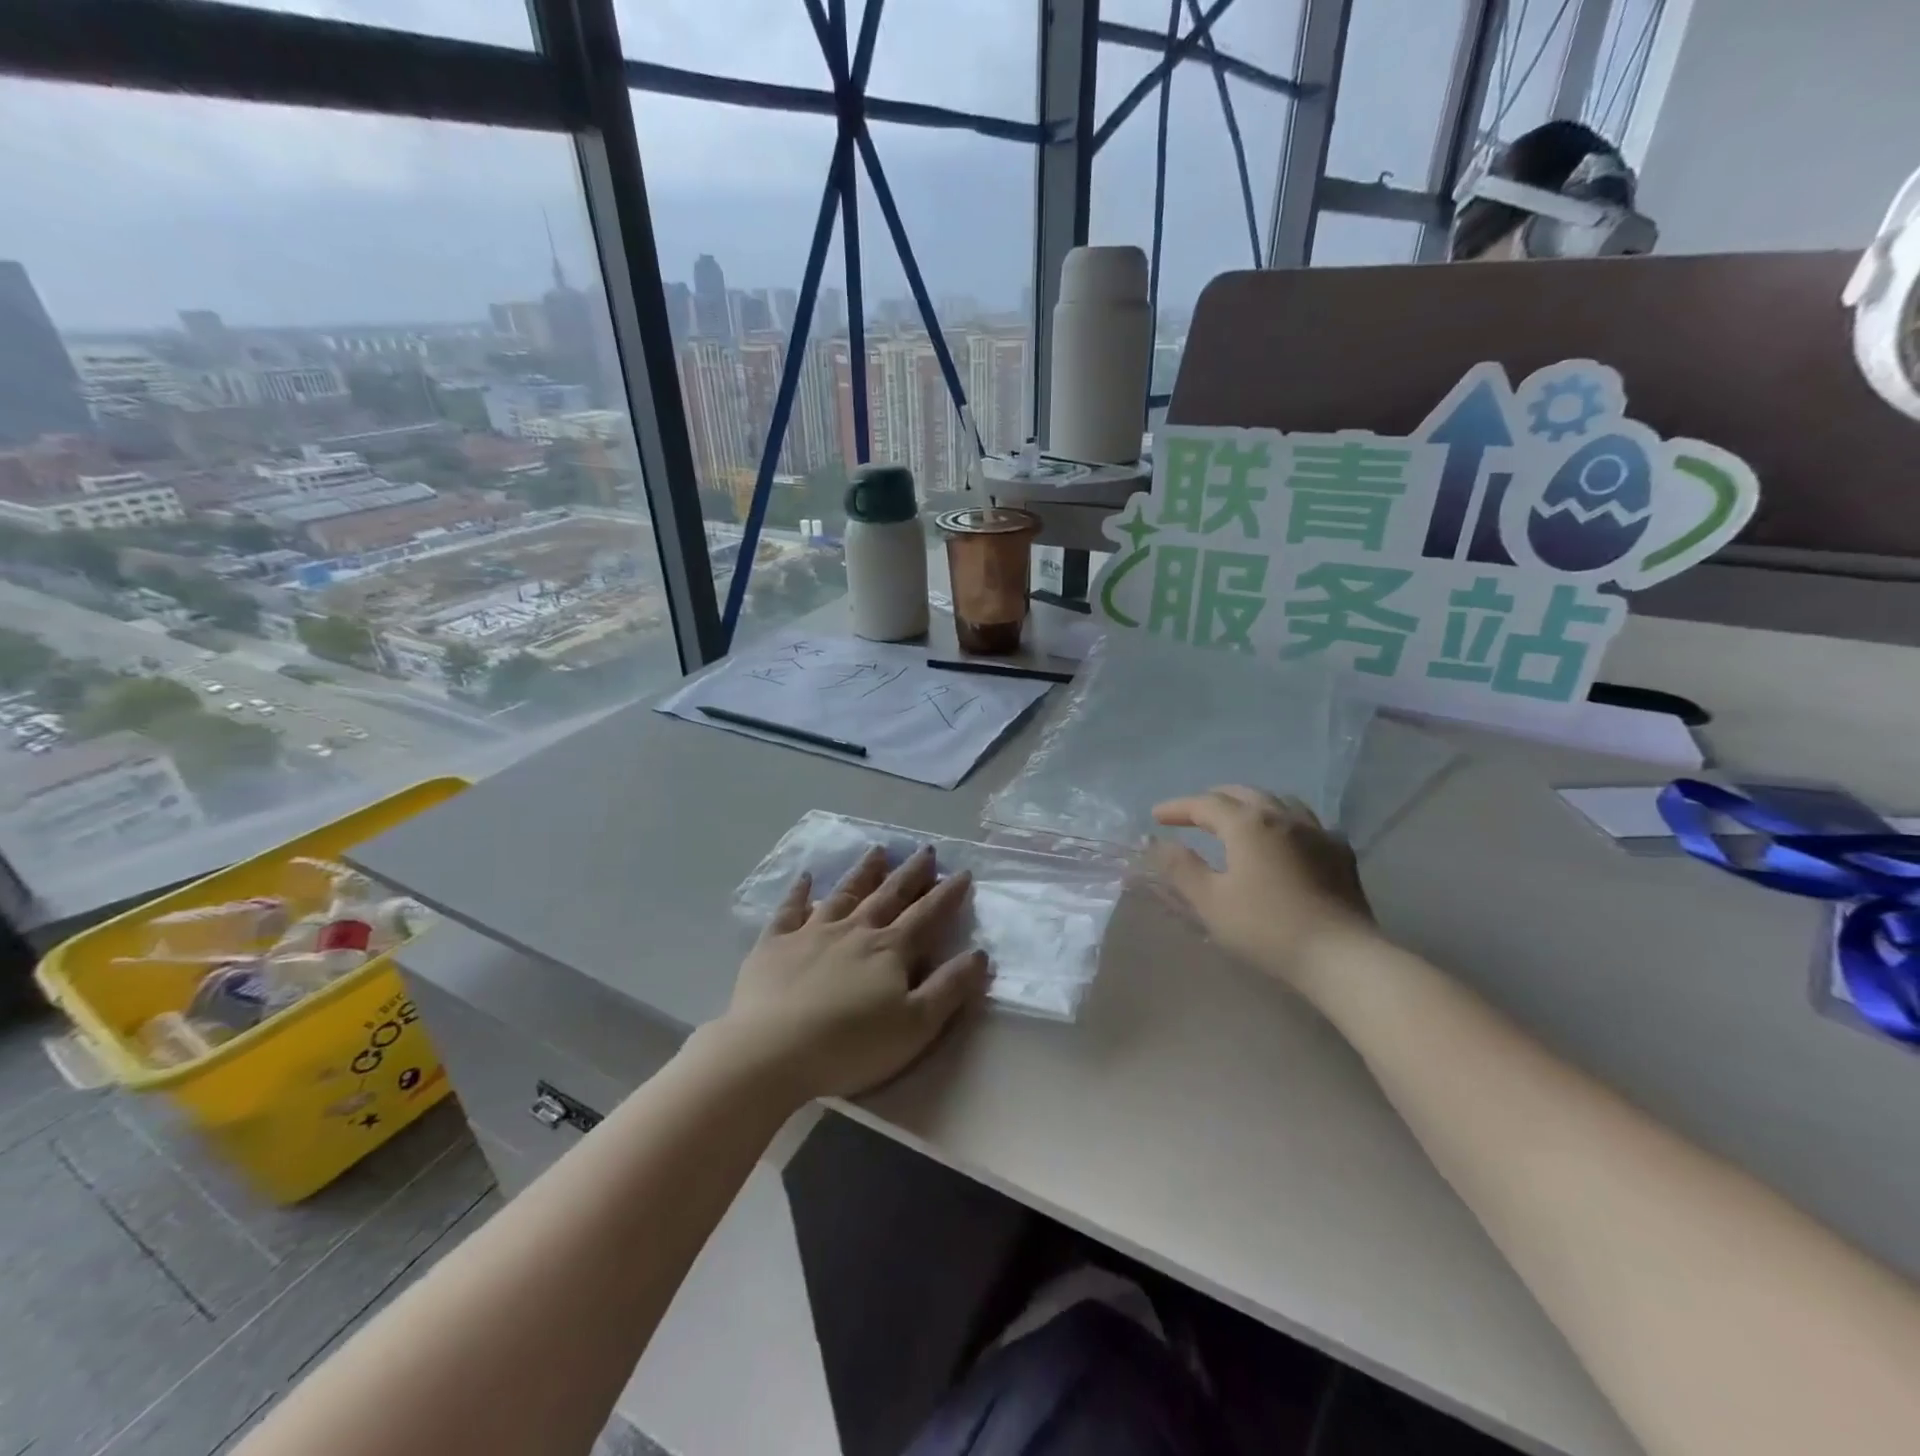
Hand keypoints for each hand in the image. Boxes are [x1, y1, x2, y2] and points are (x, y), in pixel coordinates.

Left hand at [709, 845, 990, 1104]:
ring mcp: (811, 933)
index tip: (962, 872)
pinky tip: (804, 877)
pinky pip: (789, 910)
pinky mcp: (775, 944)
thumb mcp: (915, 1025)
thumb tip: (980, 953)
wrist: (771, 1052)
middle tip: (926, 850)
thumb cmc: (850, 1045)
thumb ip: (949, 988)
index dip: (947, 894)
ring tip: (878, 850)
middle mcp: (854, 930)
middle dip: (911, 873)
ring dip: (863, 872)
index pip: (927, 915)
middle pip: (889, 895)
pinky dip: (798, 892)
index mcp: (889, 950)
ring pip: (844, 893)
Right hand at [1147, 786, 1373, 990]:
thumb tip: (1158, 843)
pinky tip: (1282, 840)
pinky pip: (1305, 822)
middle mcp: (1282, 816)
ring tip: (1235, 819)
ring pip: (1277, 801)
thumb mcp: (1211, 901)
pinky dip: (1282, 822)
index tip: (1156, 817)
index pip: (1204, 804)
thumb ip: (1181, 867)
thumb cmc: (1266, 928)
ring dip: (1249, 804)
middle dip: (1212, 800)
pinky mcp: (1339, 851)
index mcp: (1247, 823)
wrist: (1341, 955)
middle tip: (1192, 815)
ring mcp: (1316, 830)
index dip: (1177, 808)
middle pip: (1241, 794)